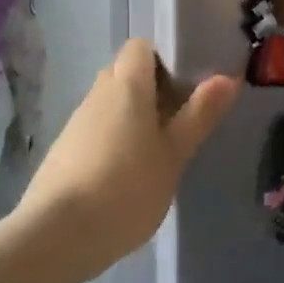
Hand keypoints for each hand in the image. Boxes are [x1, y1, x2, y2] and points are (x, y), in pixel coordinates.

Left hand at [9, 40, 237, 282]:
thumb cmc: (127, 187)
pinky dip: (116, 140)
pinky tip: (129, 174)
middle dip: (154, 89)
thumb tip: (227, 77)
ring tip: (160, 151)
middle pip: (126, 73)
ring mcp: (77, 122)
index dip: (165, 57)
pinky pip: (98, 130)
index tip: (188, 83)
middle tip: (182, 118)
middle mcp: (98, 93)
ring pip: (112, 104)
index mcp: (127, 84)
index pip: (141, 47)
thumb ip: (199, 114)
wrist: (56, 235)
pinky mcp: (64, 150)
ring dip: (135, 117)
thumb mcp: (174, 154)